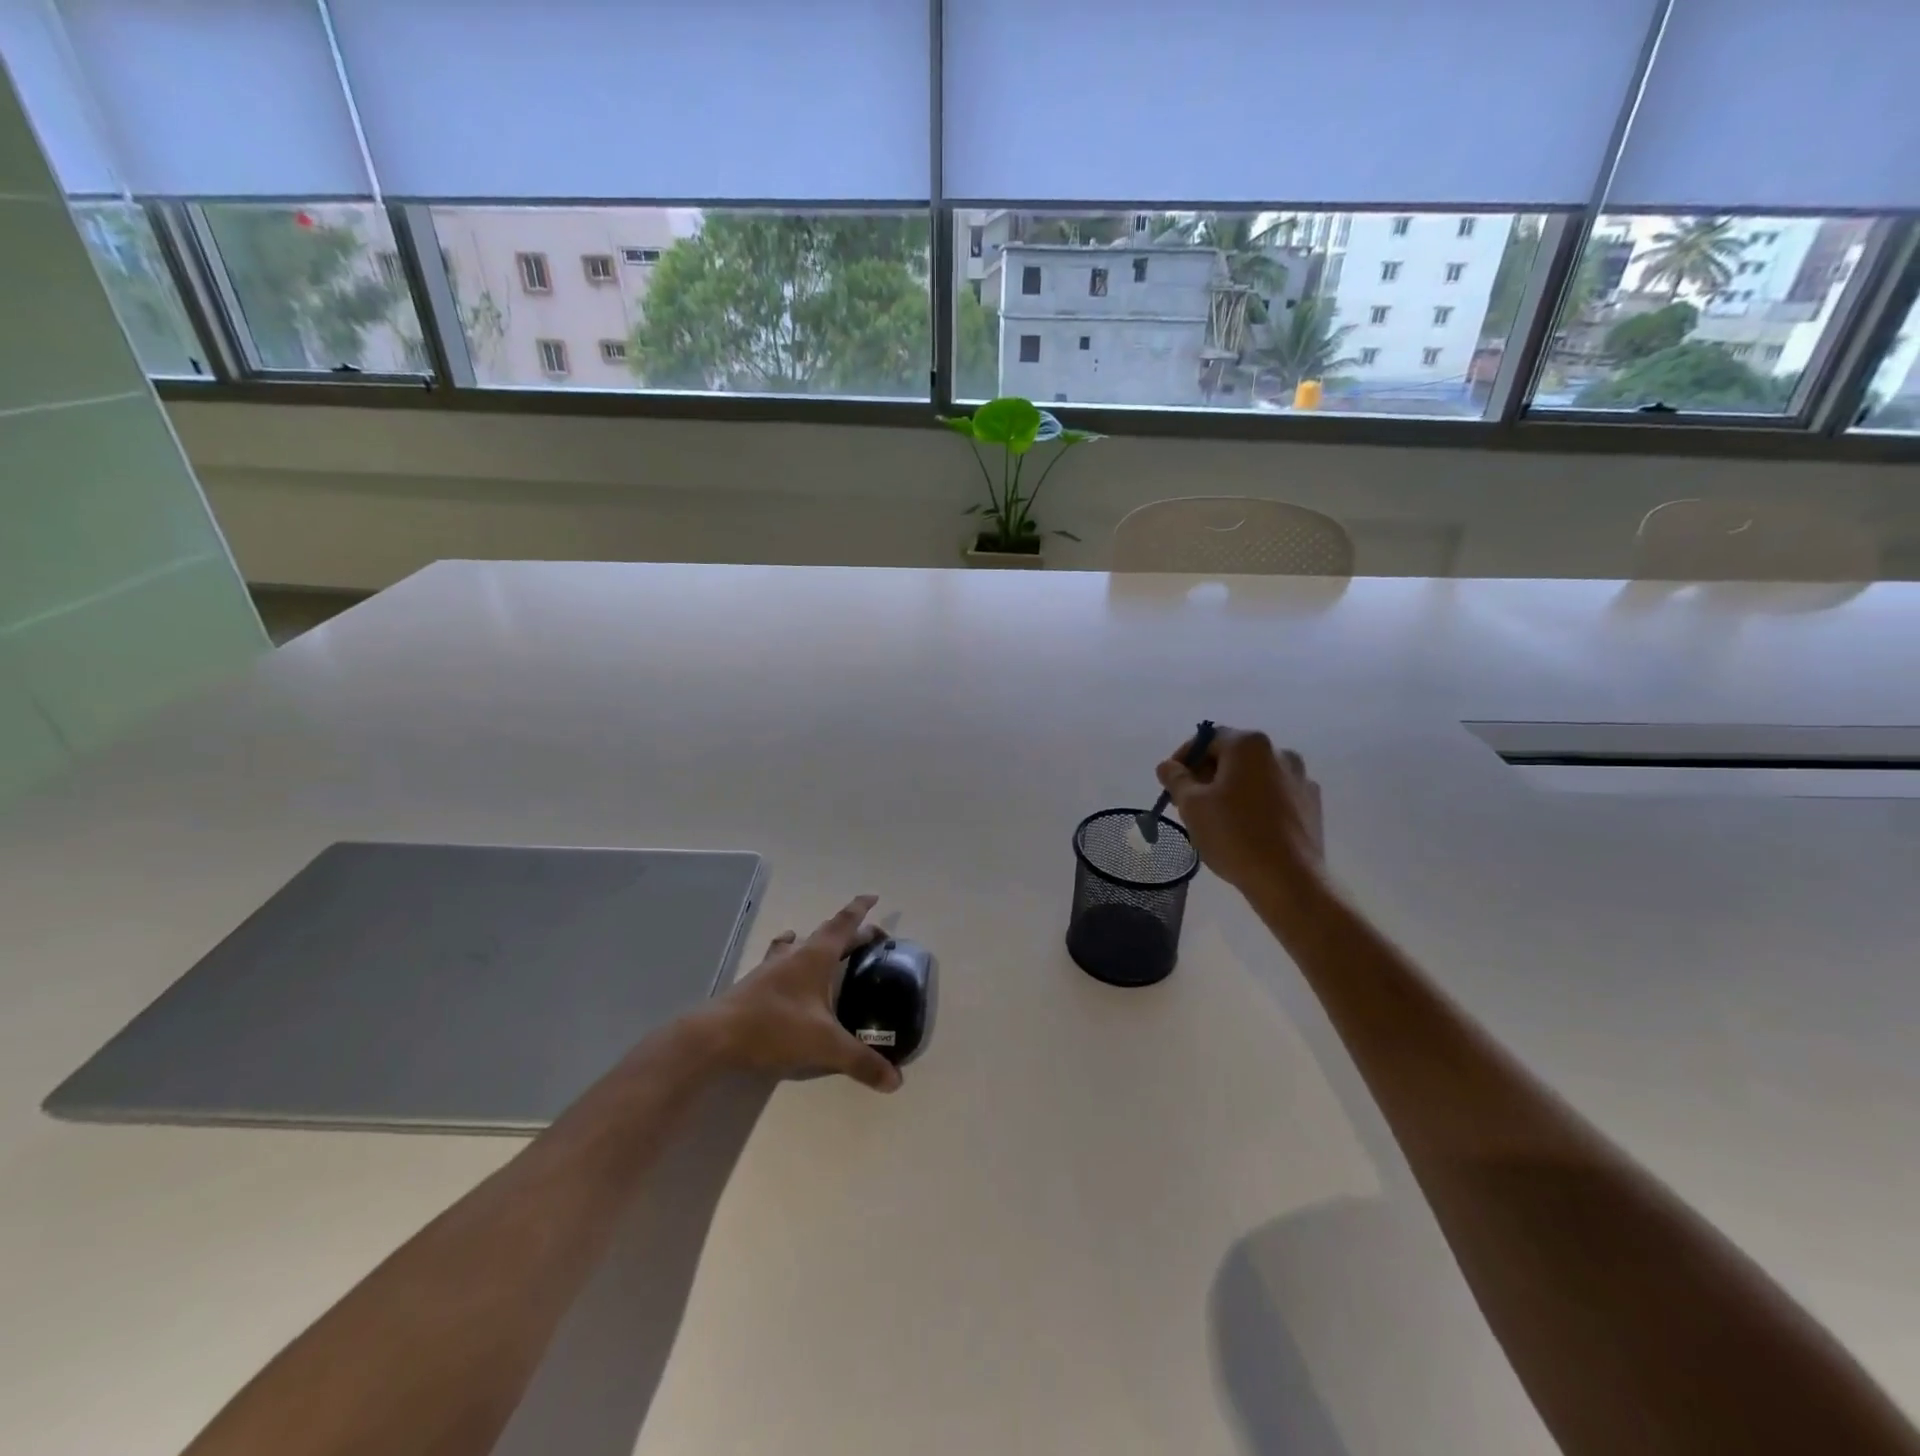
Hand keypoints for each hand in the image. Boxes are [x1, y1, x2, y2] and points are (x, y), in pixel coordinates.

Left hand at [699, 895, 901, 1092]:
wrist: (716, 1037)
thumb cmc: (775, 1028)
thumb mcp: (824, 1046)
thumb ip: (860, 1061)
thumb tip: (896, 1080)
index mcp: (816, 957)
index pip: (843, 924)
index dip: (860, 910)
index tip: (873, 897)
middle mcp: (795, 955)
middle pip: (827, 934)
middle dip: (850, 932)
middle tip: (869, 936)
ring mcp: (771, 968)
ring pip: (799, 944)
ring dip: (815, 941)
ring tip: (822, 943)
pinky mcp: (754, 985)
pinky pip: (778, 960)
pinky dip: (787, 955)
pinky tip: (782, 964)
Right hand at [1156, 727, 1323, 891]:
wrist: (1289, 880)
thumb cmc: (1234, 835)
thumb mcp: (1191, 805)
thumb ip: (1176, 778)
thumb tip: (1168, 766)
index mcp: (1249, 745)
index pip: (1207, 739)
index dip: (1183, 758)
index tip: (1171, 784)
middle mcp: (1280, 753)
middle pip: (1232, 755)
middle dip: (1207, 774)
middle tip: (1188, 803)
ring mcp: (1301, 779)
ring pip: (1254, 776)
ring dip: (1231, 789)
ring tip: (1216, 818)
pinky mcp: (1312, 805)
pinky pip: (1274, 795)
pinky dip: (1256, 803)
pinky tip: (1246, 829)